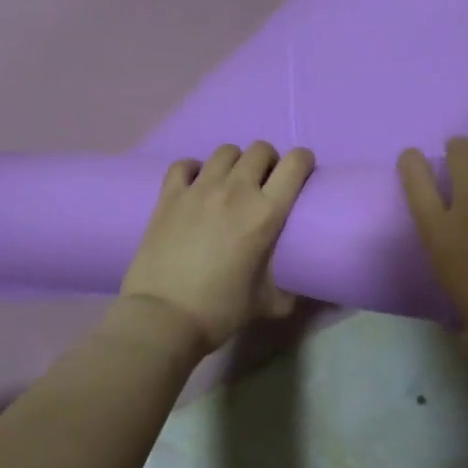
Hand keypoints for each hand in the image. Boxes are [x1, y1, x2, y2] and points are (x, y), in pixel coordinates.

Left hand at [118, 143, 315, 354]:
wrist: (163, 317)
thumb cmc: (220, 311)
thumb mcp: (267, 303)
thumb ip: (288, 292)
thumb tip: (300, 292)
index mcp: (266, 213)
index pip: (295, 164)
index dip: (304, 161)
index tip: (302, 173)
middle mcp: (235, 191)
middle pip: (260, 149)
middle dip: (268, 161)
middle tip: (265, 182)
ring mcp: (199, 189)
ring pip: (225, 151)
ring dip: (234, 163)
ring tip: (231, 183)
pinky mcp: (169, 195)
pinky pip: (185, 164)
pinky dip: (194, 169)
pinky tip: (195, 185)